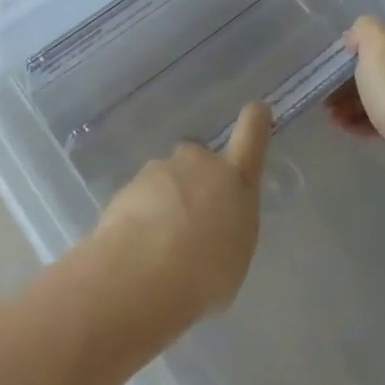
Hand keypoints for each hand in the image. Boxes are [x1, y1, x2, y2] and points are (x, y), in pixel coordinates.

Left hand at [91, 103, 271, 327]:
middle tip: (192, 219)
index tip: (256, 110)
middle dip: (195, 178)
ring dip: (166, 201)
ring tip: (162, 246)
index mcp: (235, 178)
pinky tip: (138, 249)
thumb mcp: (234, 256)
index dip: (255, 120)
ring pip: (166, 178)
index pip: (252, 134)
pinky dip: (140, 216)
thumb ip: (228, 229)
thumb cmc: (205, 273)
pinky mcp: (128, 185)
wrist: (142, 274)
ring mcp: (160, 170)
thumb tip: (215, 228)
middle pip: (199, 158)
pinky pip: (140, 198)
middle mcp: (198, 163)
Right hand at [327, 17, 384, 169]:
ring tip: (336, 118)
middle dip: (351, 82)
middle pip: (384, 65)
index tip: (336, 68)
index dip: (357, 49)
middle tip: (330, 98)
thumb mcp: (376, 43)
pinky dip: (372, 119)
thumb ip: (363, 28)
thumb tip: (359, 39)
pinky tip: (351, 129)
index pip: (384, 33)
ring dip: (356, 102)